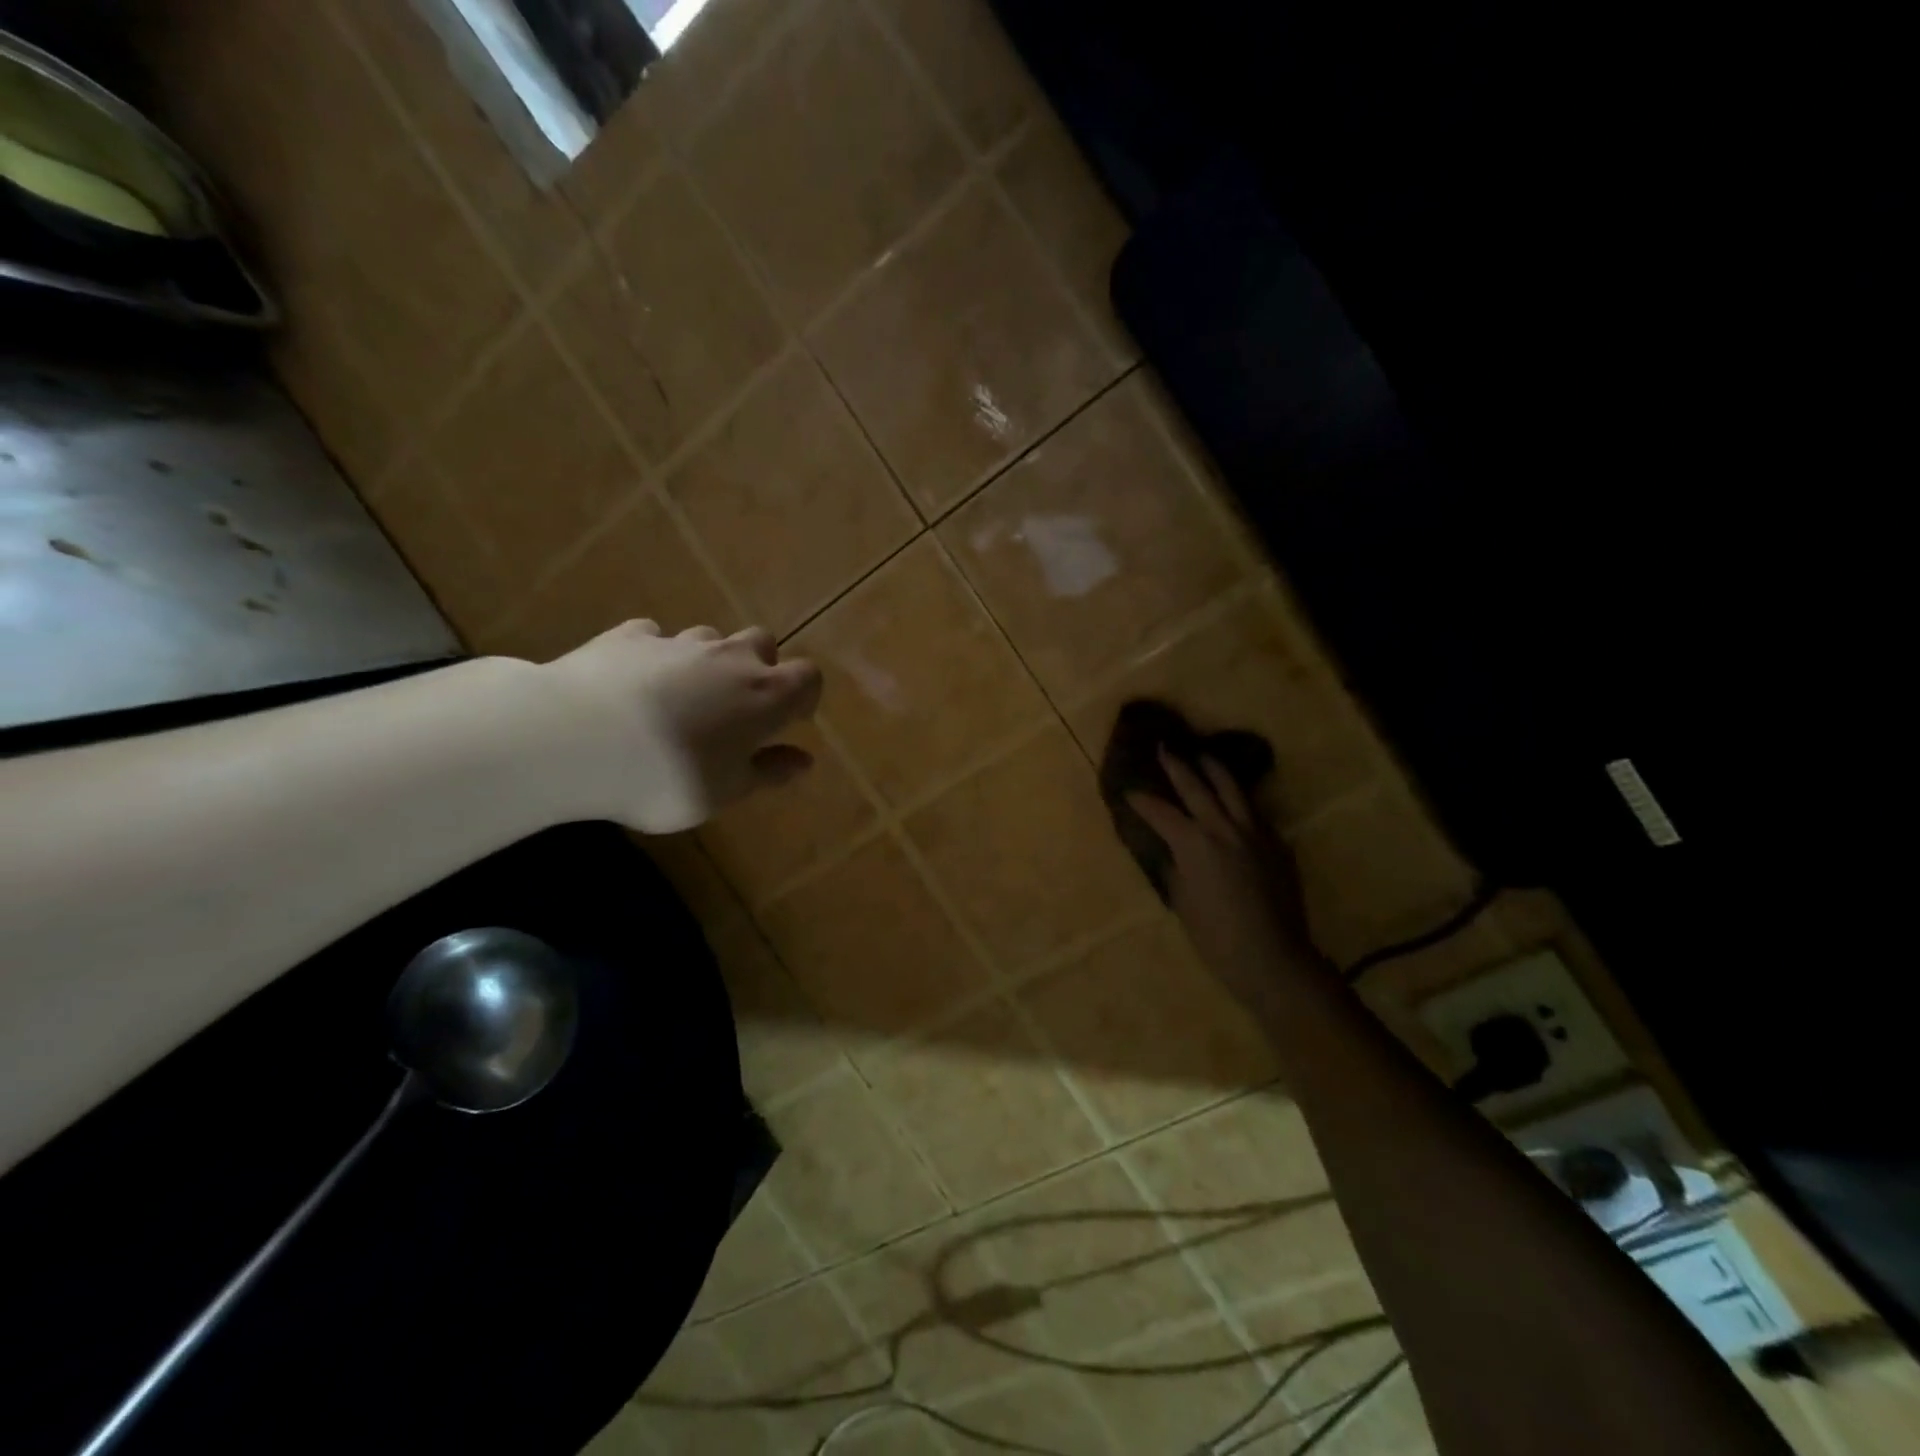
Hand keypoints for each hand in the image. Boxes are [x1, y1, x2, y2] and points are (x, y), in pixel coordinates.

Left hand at [536, 619, 821, 833]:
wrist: (573, 739)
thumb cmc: (667, 776)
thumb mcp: (725, 792)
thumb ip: (768, 772)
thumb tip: (803, 760)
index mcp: (766, 694)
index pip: (808, 678)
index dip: (803, 698)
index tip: (787, 723)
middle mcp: (730, 657)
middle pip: (761, 643)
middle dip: (757, 668)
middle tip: (735, 708)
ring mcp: (678, 642)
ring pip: (708, 639)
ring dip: (706, 662)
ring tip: (680, 699)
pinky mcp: (629, 637)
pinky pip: (653, 639)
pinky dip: (654, 657)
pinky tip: (634, 684)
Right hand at [1127, 750, 1329, 1009]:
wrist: (1272, 957)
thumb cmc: (1216, 937)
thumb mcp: (1183, 901)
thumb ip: (1175, 867)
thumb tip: (1171, 850)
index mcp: (1194, 844)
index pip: (1161, 812)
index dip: (1142, 801)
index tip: (1129, 791)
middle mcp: (1223, 828)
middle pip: (1197, 786)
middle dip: (1177, 766)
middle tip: (1165, 748)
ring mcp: (1254, 832)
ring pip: (1232, 789)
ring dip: (1214, 769)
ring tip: (1203, 755)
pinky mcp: (1276, 843)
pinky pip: (1254, 811)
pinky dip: (1238, 798)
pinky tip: (1233, 798)